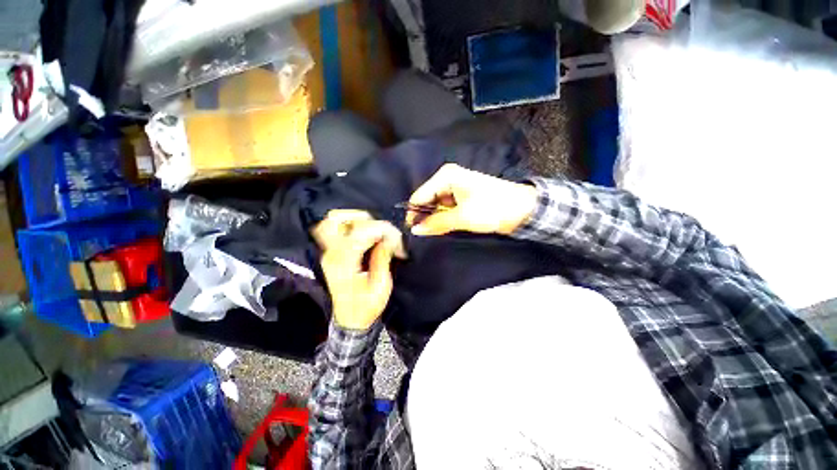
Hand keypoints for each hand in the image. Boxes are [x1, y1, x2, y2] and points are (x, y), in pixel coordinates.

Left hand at [314, 210, 404, 330]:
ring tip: (374, 229)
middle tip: (381, 230)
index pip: (359, 233)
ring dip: (356, 219)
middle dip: (364, 219)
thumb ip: (382, 258)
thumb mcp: (381, 286)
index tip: (396, 238)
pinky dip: (352, 225)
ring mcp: (328, 253)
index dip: (380, 229)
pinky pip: (335, 229)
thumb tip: (388, 238)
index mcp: (343, 264)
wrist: (350, 319)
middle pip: (337, 220)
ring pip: (333, 221)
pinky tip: (367, 234)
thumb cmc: (367, 306)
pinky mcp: (331, 253)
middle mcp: (331, 254)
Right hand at [407, 164, 536, 235]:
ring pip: (436, 207)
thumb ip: (436, 223)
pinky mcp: (462, 198)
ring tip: (434, 233)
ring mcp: (455, 189)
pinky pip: (446, 209)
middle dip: (425, 217)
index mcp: (445, 177)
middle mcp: (448, 180)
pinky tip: (444, 228)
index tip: (411, 231)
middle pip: (427, 200)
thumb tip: (414, 230)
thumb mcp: (462, 217)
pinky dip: (444, 219)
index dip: (413, 214)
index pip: (420, 196)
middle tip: (423, 235)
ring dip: (435, 220)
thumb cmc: (492, 208)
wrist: (523, 209)